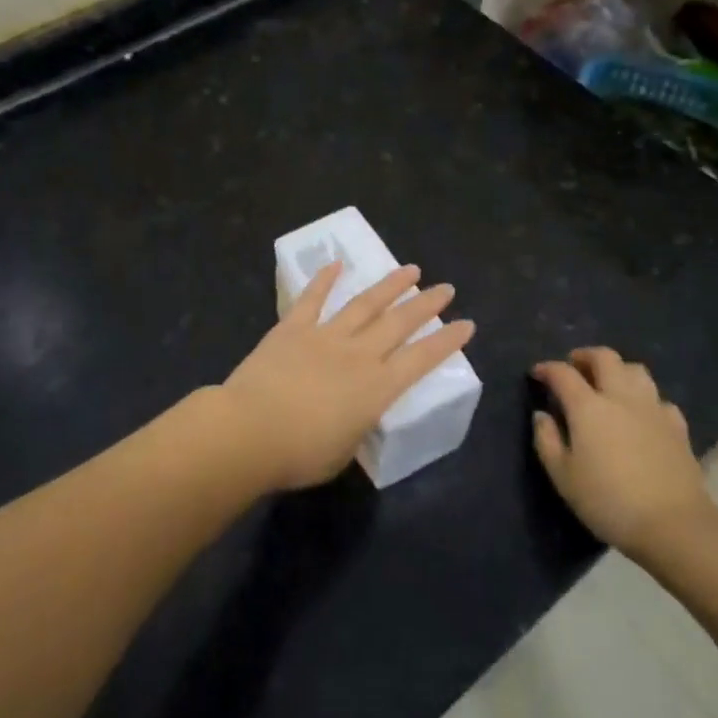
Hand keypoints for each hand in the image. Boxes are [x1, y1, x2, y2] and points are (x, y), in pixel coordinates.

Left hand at [217, 262, 475, 490]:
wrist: (250, 430)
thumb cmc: (299, 454)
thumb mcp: (344, 451)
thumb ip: (356, 426)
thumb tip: (354, 414)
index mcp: (376, 389)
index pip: (421, 359)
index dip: (446, 342)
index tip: (467, 324)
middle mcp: (358, 355)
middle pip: (399, 323)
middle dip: (426, 305)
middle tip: (446, 288)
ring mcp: (325, 336)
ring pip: (364, 304)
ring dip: (389, 285)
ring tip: (410, 270)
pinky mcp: (292, 328)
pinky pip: (312, 298)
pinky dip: (324, 279)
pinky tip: (337, 264)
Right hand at [531, 347, 714, 563]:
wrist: (674, 525)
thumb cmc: (608, 501)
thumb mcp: (563, 477)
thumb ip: (547, 440)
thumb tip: (541, 415)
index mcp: (588, 407)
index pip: (563, 373)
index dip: (547, 369)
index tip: (537, 374)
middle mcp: (621, 397)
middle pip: (604, 357)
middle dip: (585, 356)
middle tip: (574, 367)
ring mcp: (653, 409)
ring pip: (636, 370)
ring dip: (617, 370)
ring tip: (608, 385)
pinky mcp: (677, 427)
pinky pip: (659, 399)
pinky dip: (646, 399)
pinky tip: (642, 414)